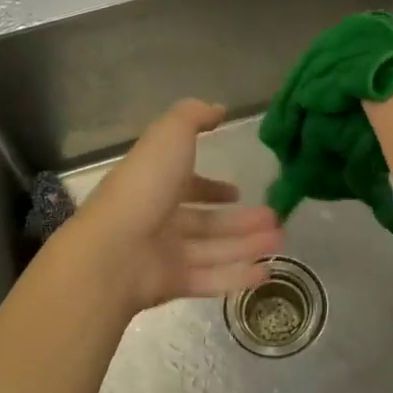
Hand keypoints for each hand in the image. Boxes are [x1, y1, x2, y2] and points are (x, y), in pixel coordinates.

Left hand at [68, 99, 284, 313]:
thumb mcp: (170, 136)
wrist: (112, 252)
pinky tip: (266, 271)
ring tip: (280, 240)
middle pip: (206, 221)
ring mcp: (164, 254)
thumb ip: (193, 117)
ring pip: (213, 249)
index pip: (185, 185)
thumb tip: (218, 109)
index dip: (210, 187)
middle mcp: (158, 218)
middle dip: (240, 220)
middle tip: (275, 220)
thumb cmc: (143, 187)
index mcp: (154, 184)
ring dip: (247, 245)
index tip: (237, 192)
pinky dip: (237, 276)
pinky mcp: (171, 284)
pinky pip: (210, 279)